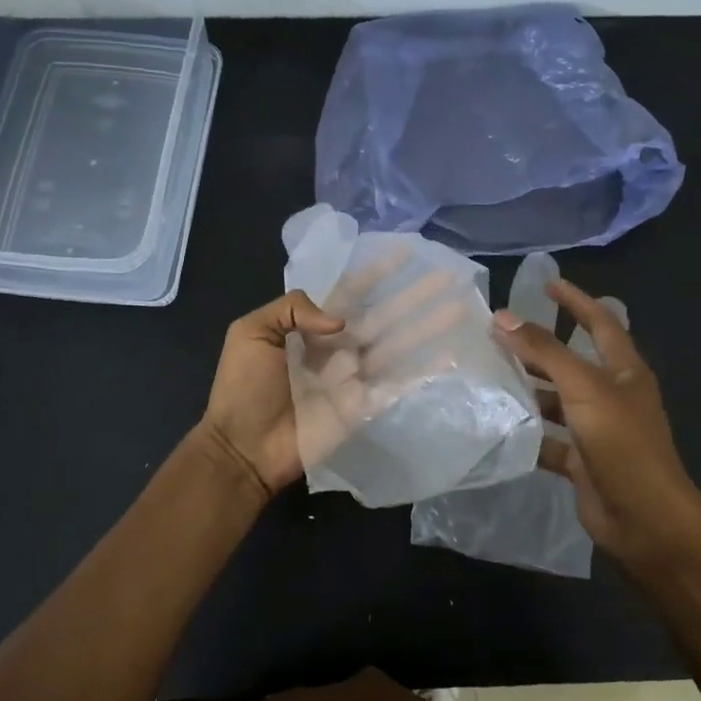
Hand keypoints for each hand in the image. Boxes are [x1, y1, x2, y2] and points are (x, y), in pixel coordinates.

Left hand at [200, 259, 477, 500]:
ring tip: (458, 309)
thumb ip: (291, 310)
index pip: (350, 294)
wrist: (243, 447)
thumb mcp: (250, 332)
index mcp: (312, 329)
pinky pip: (397, 385)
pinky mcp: (363, 407)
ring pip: (397, 346)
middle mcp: (339, 348)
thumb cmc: (242, 388)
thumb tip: (339, 320)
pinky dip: (423, 371)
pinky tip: (448, 356)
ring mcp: (354, 378)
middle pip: (383, 316)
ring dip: (427, 328)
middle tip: (446, 277)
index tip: (403, 253)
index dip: (376, 274)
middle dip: (413, 296)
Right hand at [492, 279, 700, 565]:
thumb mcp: (583, 388)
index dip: (576, 300)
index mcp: (623, 370)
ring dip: (528, 389)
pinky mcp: (581, 460)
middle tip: (497, 334)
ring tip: (487, 376)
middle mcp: (611, 395)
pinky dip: (527, 431)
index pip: (600, 322)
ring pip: (556, 400)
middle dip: (538, 347)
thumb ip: (544, 351)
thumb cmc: (622, 443)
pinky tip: (497, 425)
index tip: (546, 284)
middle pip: (571, 361)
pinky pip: (548, 438)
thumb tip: (501, 317)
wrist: (645, 519)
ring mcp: (596, 429)